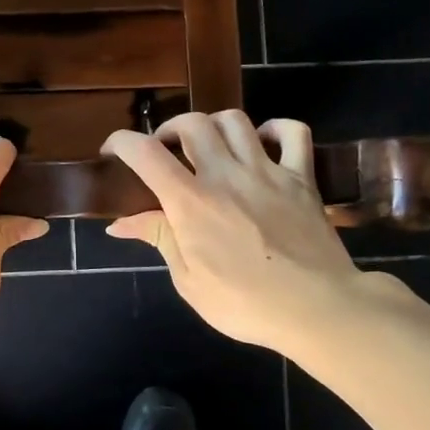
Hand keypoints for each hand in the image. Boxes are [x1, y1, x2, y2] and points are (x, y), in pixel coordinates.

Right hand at [102, 112, 406, 353]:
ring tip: (208, 146)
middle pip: (191, 123)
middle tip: (165, 152)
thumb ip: (159, 239)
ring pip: (235, 120)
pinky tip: (262, 143)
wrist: (317, 309)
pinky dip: (275, 128)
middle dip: (168, 130)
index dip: (121, 142)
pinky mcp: (302, 177)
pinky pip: (293, 132)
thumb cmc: (245, 304)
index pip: (145, 152)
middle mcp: (226, 174)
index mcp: (191, 202)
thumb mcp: (189, 280)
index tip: (111, 152)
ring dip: (212, 125)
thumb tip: (119, 224)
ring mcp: (268, 171)